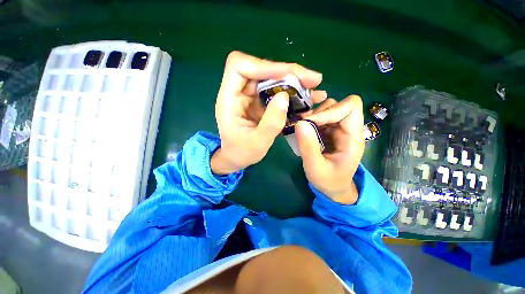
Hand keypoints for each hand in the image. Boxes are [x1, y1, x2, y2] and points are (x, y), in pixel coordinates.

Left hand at [211, 51, 327, 174]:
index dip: (264, 66)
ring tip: (314, 89)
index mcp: (228, 99)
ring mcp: (250, 97)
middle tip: (313, 80)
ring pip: (272, 79)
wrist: (236, 158)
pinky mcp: (260, 103)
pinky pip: (277, 92)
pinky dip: (292, 94)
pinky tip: (308, 99)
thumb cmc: (241, 153)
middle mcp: (238, 93)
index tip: (288, 76)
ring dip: (294, 83)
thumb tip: (285, 96)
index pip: (240, 66)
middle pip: (261, 69)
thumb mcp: (257, 144)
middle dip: (288, 73)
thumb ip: (271, 123)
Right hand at [295, 95, 364, 203]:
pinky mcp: (329, 130)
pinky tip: (303, 131)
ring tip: (302, 130)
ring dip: (312, 116)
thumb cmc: (328, 181)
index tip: (310, 124)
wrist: (333, 187)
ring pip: (327, 108)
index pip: (351, 107)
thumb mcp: (315, 169)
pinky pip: (320, 116)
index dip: (329, 111)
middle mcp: (348, 129)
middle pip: (337, 105)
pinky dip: (309, 120)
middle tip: (302, 127)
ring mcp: (338, 128)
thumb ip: (308, 148)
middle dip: (317, 113)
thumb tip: (299, 123)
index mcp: (353, 138)